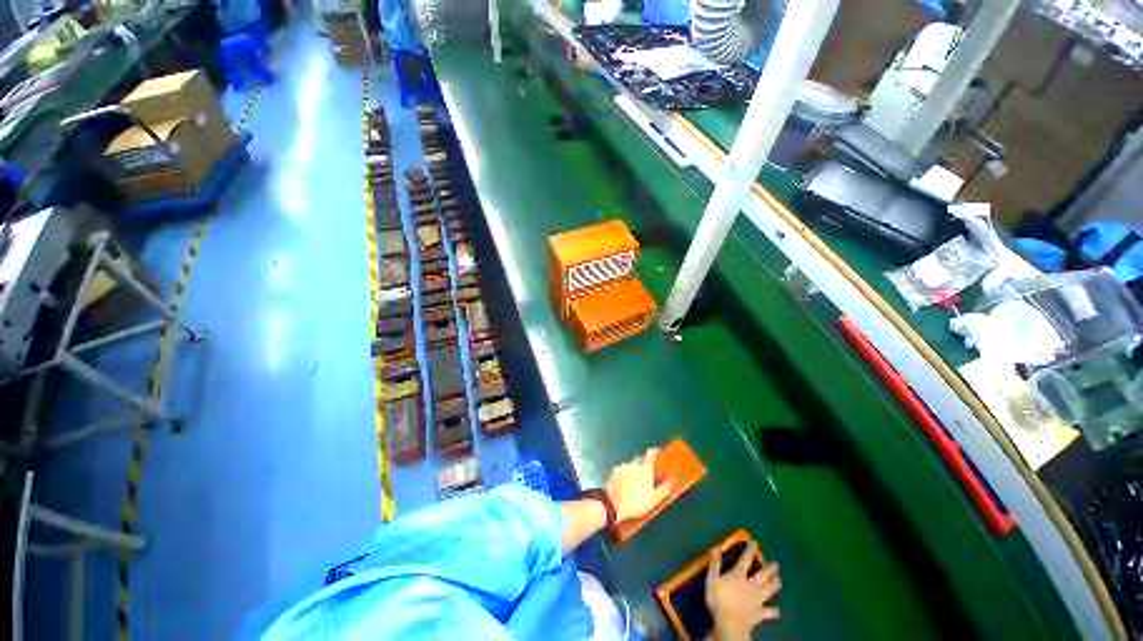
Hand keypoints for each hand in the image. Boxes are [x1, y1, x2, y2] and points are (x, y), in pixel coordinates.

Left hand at [604, 447, 672, 521]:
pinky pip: (622, 470)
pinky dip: (624, 475)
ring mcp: (622, 466)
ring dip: (634, 471)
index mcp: (645, 468)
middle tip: (647, 475)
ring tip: (635, 484)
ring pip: (631, 465)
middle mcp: (634, 464)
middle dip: (644, 464)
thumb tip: (671, 480)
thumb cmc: (636, 502)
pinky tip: (625, 485)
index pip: (651, 453)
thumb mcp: (655, 499)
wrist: (614, 505)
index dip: (655, 452)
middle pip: (641, 459)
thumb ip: (665, 487)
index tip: (658, 452)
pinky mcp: (613, 471)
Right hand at [705, 542, 780, 640]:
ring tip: (780, 580)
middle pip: (762, 575)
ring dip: (774, 585)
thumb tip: (715, 548)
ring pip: (768, 590)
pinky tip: (778, 611)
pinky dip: (774, 611)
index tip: (755, 543)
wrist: (731, 624)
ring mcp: (757, 600)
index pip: (745, 560)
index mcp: (739, 575)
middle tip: (777, 564)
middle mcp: (751, 585)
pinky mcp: (759, 614)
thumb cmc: (719, 600)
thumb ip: (714, 564)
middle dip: (769, 569)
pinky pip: (768, 612)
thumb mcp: (712, 580)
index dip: (750, 551)